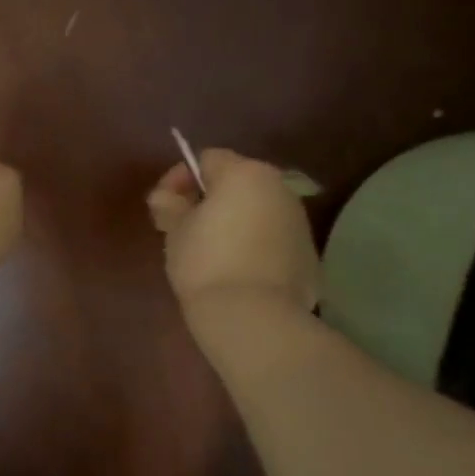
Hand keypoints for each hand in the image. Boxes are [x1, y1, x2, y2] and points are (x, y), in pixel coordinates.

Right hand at [147, 148, 320, 313]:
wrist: (253, 316)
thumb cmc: (206, 263)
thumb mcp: (174, 230)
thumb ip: (169, 204)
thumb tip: (166, 197)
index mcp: (245, 173)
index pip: (207, 159)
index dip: (181, 178)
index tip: (165, 205)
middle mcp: (278, 188)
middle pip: (237, 182)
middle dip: (210, 199)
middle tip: (185, 227)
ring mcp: (299, 220)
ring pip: (258, 209)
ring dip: (235, 220)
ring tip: (212, 251)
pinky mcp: (309, 253)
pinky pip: (273, 237)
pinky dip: (255, 244)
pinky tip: (237, 269)